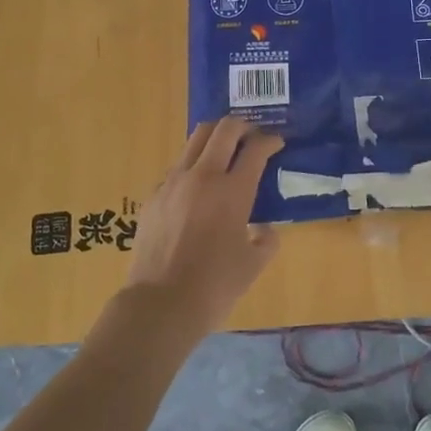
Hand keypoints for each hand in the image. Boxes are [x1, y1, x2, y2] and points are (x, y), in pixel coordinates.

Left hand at [122, 116, 283, 332]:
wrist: (160, 304)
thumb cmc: (215, 286)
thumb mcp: (253, 265)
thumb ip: (266, 240)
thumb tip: (264, 229)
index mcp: (233, 191)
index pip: (255, 148)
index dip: (270, 141)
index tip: (276, 144)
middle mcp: (203, 176)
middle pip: (223, 129)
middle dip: (242, 126)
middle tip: (251, 137)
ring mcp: (173, 183)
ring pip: (194, 140)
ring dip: (214, 139)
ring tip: (224, 152)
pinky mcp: (153, 196)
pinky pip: (176, 169)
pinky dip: (192, 167)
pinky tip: (196, 189)